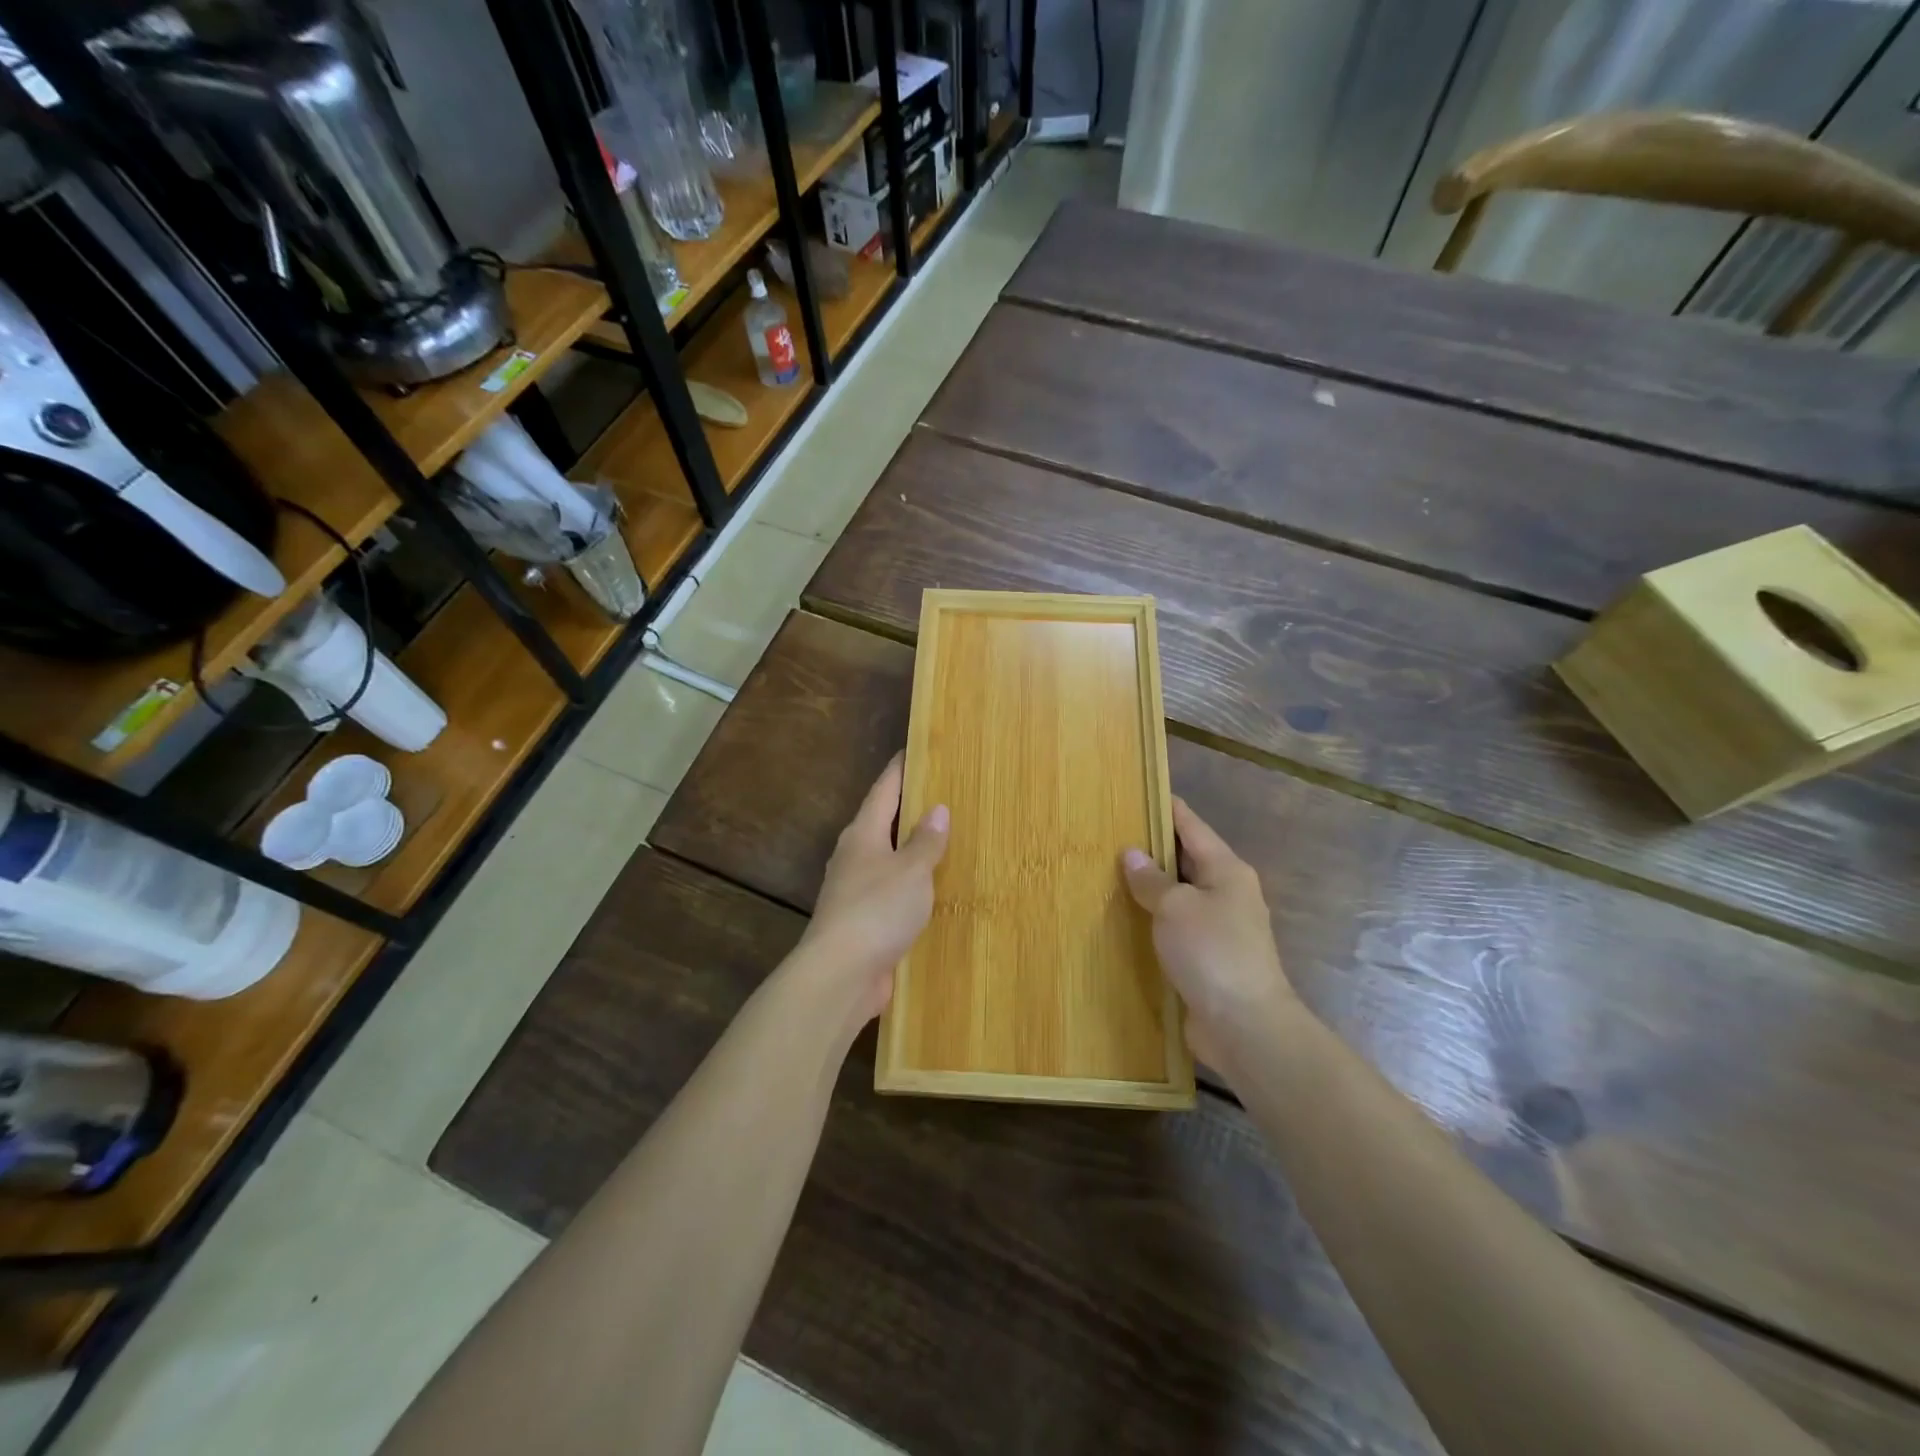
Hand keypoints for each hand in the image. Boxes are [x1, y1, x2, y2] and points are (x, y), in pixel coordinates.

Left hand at [797, 754, 948, 1027]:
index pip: (883, 790)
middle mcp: (855, 856)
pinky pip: (891, 891)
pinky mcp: (862, 921)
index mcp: (863, 834)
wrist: (841, 974)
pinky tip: (930, 891)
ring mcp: (855, 890)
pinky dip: (910, 885)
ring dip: (909, 849)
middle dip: (907, 808)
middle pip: (882, 822)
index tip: (913, 749)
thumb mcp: (910, 871)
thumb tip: (937, 809)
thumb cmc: (877, 910)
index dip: (899, 769)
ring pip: (886, 858)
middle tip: (940, 793)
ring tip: (942, 840)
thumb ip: (925, 842)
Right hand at [1122, 798, 1296, 1074]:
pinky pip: (1176, 926)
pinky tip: (1126, 919)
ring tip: (1108, 872)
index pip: (1191, 825)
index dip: (1165, 807)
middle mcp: (1227, 892)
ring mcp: (1220, 927)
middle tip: (1109, 833)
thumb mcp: (1175, 907)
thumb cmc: (1212, 952)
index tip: (1137, 791)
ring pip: (1180, 894)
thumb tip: (1131, 854)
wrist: (1245, 1026)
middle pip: (1186, 858)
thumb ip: (1151, 879)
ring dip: (1150, 886)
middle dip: (1151, 847)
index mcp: (1226, 869)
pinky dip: (1154, 919)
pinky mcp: (1208, 957)